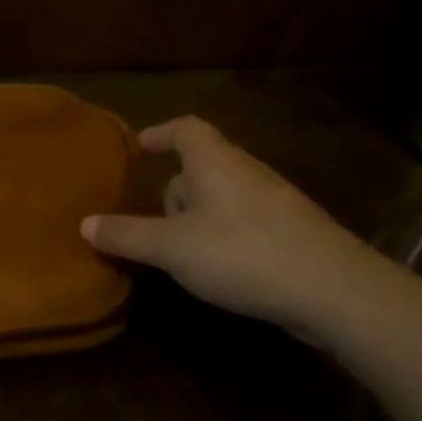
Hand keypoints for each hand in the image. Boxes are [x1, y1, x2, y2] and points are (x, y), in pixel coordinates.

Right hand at [81, 116, 376, 335]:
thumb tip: (85, 223)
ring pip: (226, 195)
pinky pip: (247, 221)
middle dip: (176, 186)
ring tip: (182, 248)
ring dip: (200, 214)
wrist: (336, 292)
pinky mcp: (296, 233)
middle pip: (204, 164)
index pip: (186, 129)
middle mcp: (247, 172)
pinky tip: (221, 268)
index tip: (140, 145)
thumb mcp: (171, 248)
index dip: (160, 133)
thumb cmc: (242, 253)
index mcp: (215, 162)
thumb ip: (127, 235)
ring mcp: (277, 202)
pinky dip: (225, 234)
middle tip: (154, 216)